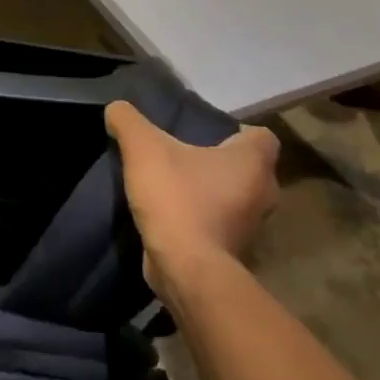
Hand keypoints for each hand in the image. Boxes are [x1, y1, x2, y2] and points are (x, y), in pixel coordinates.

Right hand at [106, 100, 279, 298]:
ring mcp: (251, 227)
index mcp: (253, 162)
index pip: (261, 136)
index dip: (234, 130)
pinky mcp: (234, 252)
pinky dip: (201, 219)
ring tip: (171, 184)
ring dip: (209, 192)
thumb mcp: (143, 148)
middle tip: (181, 154)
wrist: (186, 270)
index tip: (202, 133)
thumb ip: (128, 121)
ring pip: (234, 198)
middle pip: (246, 167)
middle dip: (217, 161)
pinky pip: (219, 224)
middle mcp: (263, 193)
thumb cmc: (177, 199)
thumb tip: (116, 109)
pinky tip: (171, 214)